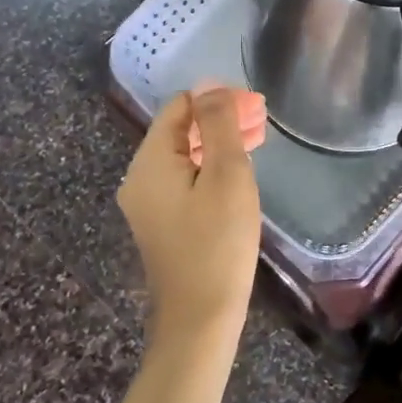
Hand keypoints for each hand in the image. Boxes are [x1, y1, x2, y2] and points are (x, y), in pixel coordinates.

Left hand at [117, 86, 263, 348]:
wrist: (200, 318)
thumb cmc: (218, 242)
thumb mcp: (226, 174)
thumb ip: (217, 124)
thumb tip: (209, 84)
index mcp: (149, 160)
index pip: (180, 106)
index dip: (218, 100)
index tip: (256, 109)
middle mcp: (139, 177)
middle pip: (179, 130)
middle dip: (219, 120)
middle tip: (262, 123)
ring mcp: (146, 203)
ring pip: (182, 155)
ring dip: (217, 144)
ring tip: (257, 142)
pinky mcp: (159, 223)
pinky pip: (182, 180)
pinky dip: (208, 168)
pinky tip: (236, 175)